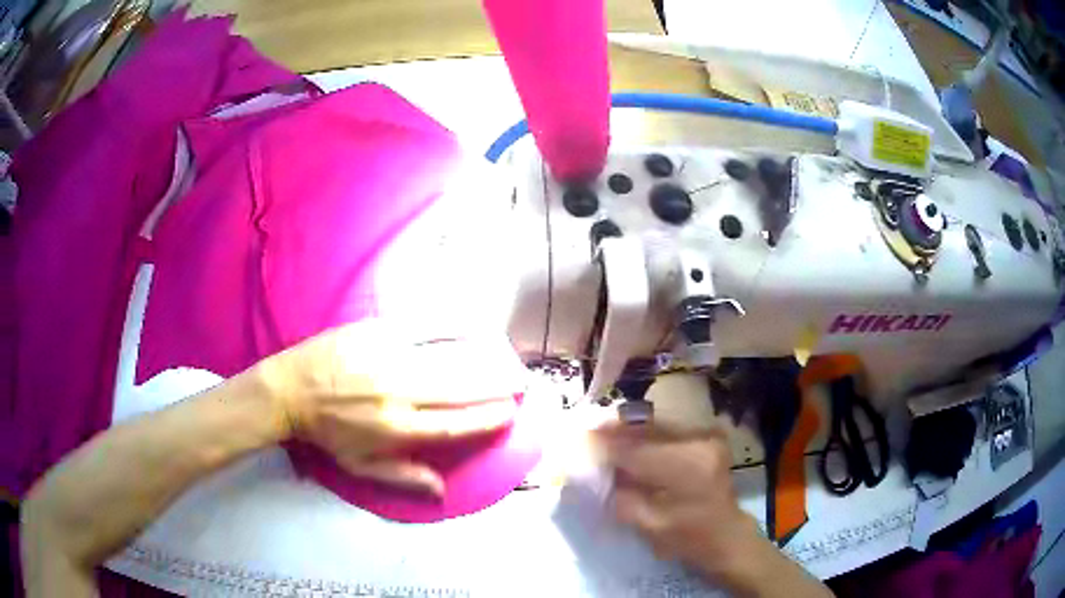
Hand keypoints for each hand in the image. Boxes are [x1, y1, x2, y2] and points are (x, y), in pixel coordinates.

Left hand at [254, 320, 523, 495]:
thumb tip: (443, 492)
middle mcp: (401, 394)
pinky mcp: (377, 332)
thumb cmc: (327, 434)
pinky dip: (450, 327)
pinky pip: (422, 328)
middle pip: (461, 390)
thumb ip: (404, 478)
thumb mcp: (361, 467)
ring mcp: (389, 359)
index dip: (488, 419)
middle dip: (497, 387)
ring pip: (448, 360)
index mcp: (398, 429)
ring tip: (507, 358)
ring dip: (482, 360)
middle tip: (522, 383)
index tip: (510, 412)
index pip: (456, 424)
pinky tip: (471, 326)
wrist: (290, 390)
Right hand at [597, 426, 759, 573]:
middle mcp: (700, 442)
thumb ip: (618, 495)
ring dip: (629, 431)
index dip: (604, 445)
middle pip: (647, 430)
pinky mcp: (708, 436)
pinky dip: (646, 435)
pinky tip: (629, 442)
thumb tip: (591, 469)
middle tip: (587, 434)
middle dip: (615, 431)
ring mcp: (707, 435)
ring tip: (603, 436)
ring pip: (657, 425)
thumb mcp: (647, 524)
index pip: (635, 450)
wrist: (726, 535)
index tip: (577, 440)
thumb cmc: (687, 538)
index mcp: (688, 467)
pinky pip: (669, 430)